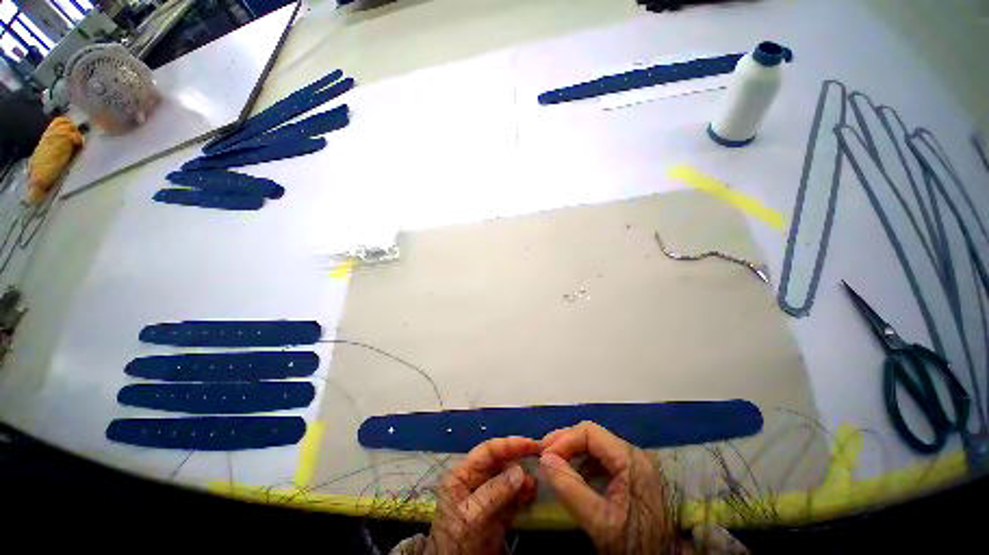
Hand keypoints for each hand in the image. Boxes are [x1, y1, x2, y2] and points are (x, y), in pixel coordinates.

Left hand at [426, 437, 539, 554]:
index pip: (488, 450)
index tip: (530, 444)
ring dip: (524, 479)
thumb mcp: (470, 516)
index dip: (509, 444)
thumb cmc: (454, 540)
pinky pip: (515, 495)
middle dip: (519, 461)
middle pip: (501, 461)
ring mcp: (489, 494)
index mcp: (464, 473)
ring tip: (532, 488)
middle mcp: (477, 479)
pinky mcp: (499, 511)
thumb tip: (520, 471)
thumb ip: (494, 492)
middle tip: (538, 463)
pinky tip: (531, 497)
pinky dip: (525, 494)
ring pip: (511, 477)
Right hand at [539, 422, 674, 553]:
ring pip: (595, 446)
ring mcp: (633, 463)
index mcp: (629, 459)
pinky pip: (602, 459)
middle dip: (565, 443)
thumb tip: (544, 460)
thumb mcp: (600, 520)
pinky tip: (573, 475)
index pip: (589, 432)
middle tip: (543, 455)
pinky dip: (583, 463)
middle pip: (591, 435)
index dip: (563, 439)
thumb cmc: (635, 544)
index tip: (544, 455)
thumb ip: (570, 488)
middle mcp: (632, 454)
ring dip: (572, 452)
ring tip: (554, 463)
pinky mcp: (632, 474)